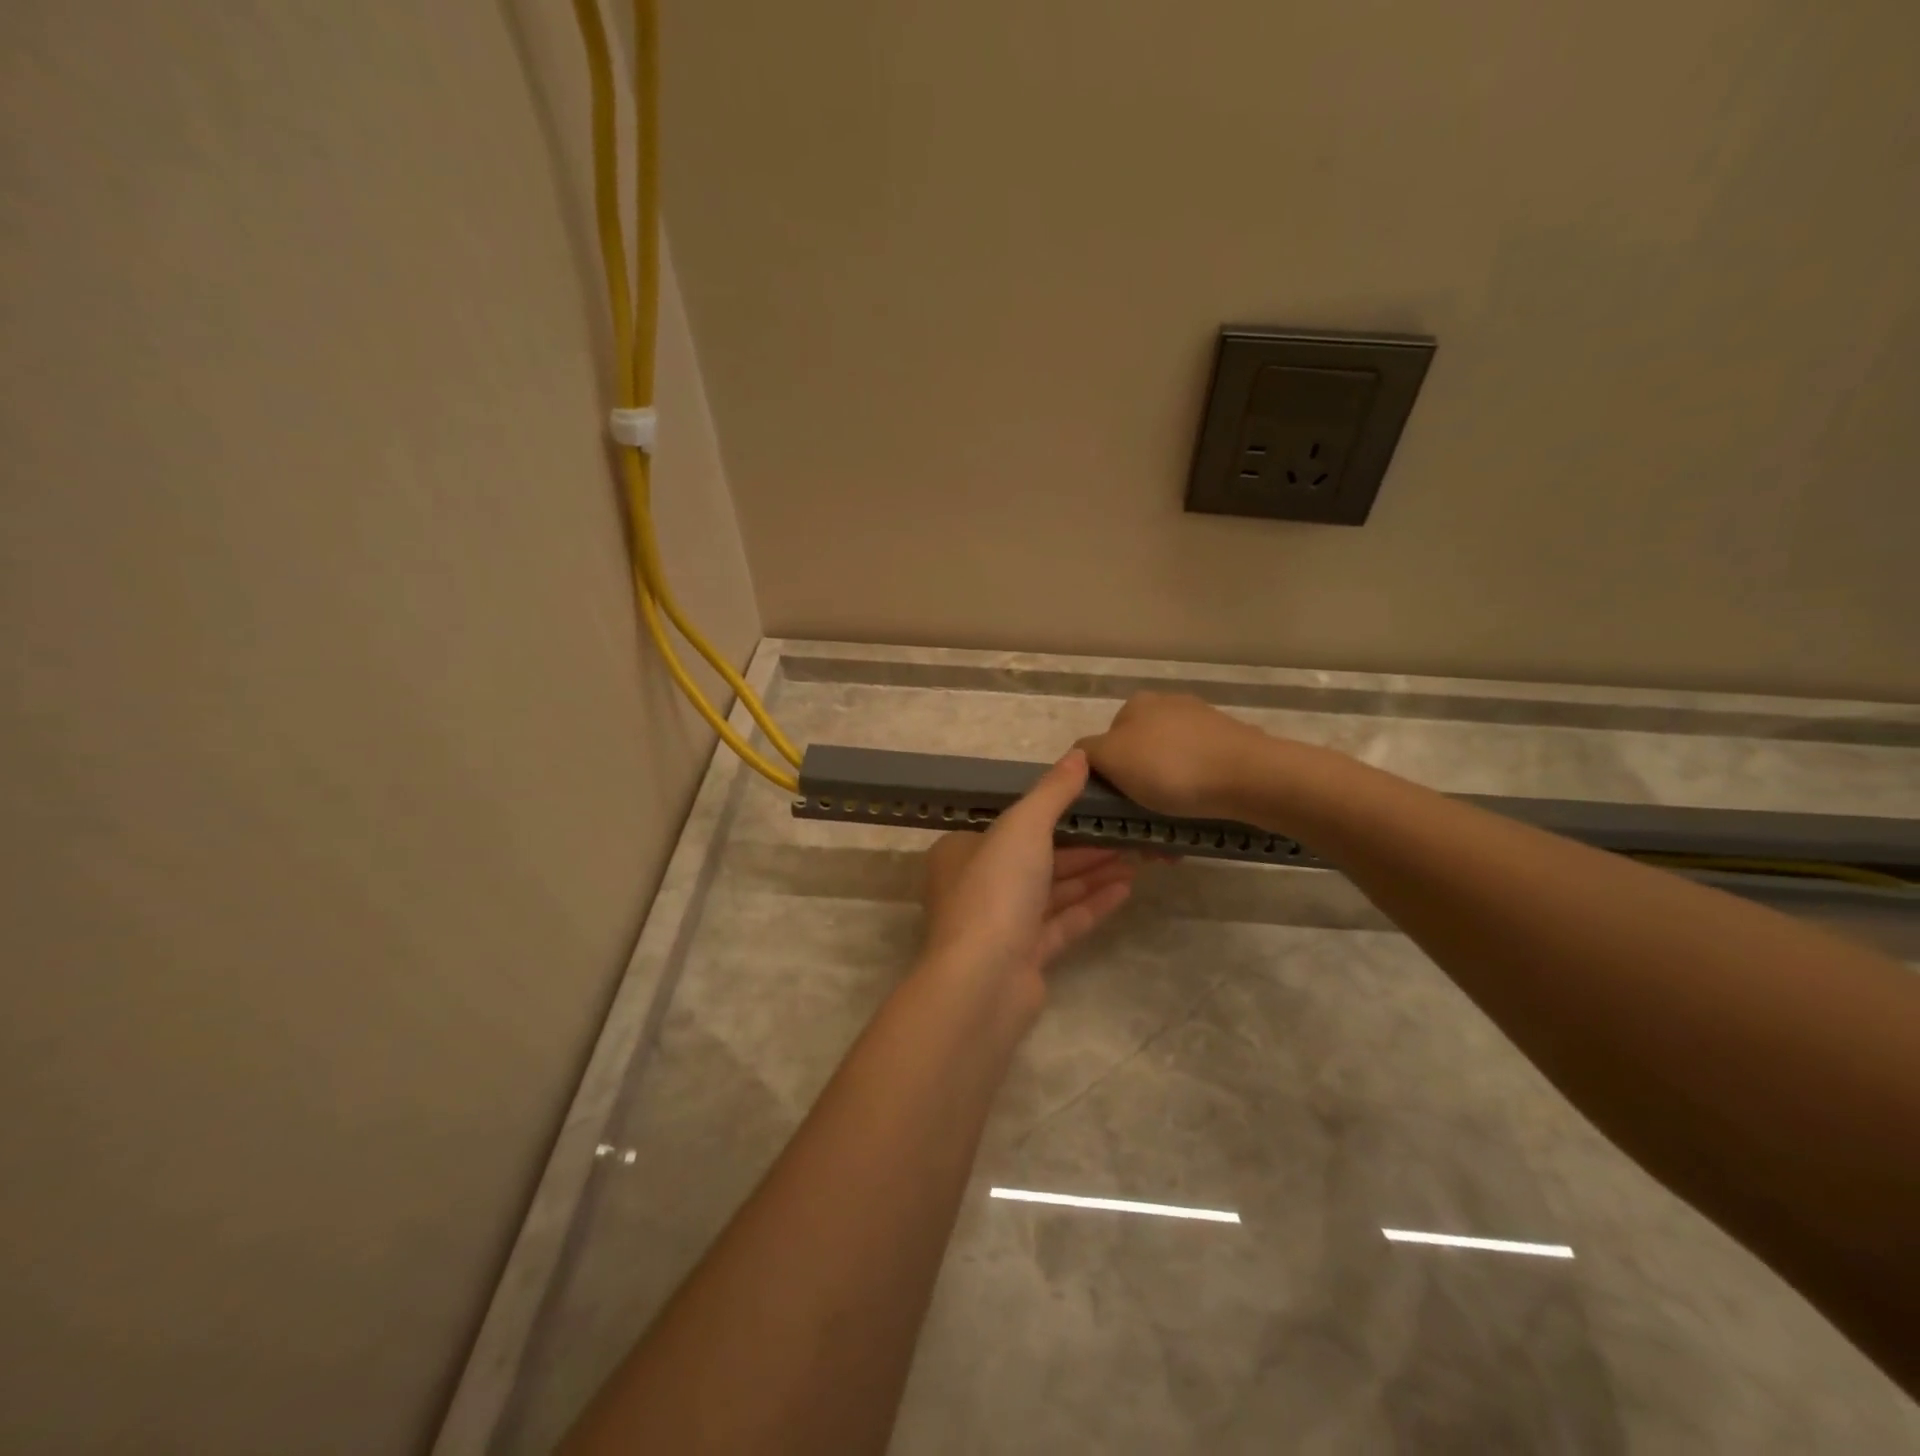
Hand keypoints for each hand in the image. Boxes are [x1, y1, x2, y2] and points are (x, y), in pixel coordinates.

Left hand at [920, 750, 1136, 1017]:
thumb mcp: (1023, 827)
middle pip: (1037, 858)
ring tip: (1137, 858)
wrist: (983, 982)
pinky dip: (1091, 905)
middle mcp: (977, 886)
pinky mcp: (1024, 956)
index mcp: (963, 851)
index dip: (1055, 813)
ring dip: (1093, 874)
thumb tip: (1079, 755)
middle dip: (1084, 846)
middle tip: (1128, 832)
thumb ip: (1052, 792)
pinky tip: (1126, 889)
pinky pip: (1062, 923)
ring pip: (1052, 891)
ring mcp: (1001, 924)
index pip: (1012, 825)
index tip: (1094, 804)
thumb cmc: (995, 891)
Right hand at [1075, 691, 1267, 820]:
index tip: (1113, 810)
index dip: (1105, 778)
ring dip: (1165, 800)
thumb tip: (1079, 757)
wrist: (1250, 777)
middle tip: (1140, 827)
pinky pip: (1199, 776)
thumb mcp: (1111, 758)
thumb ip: (1086, 754)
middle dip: (1137, 792)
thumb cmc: (1170, 767)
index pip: (1104, 743)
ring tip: (1169, 835)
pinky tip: (1197, 819)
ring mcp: (1203, 724)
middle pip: (1138, 757)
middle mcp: (1168, 705)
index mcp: (1136, 704)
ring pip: (1169, 770)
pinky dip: (1193, 797)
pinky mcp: (1231, 746)